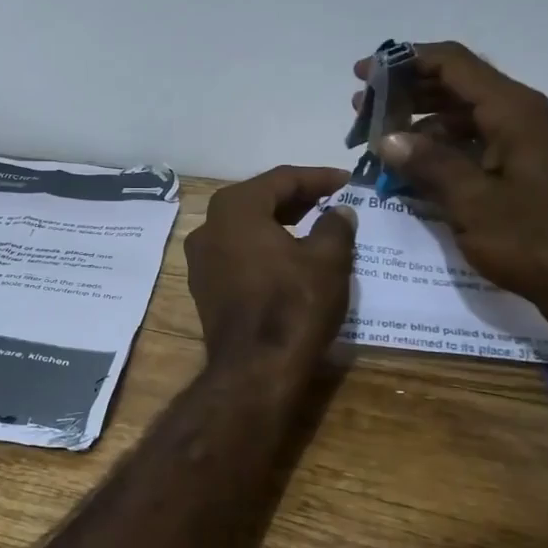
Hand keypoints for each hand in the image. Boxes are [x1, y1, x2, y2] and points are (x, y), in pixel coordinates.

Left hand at [185, 166, 356, 374]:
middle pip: (258, 200)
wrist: (254, 370)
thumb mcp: (328, 260)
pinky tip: (289, 257)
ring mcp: (200, 259)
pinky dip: (263, 248)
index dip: (318, 177)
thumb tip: (339, 211)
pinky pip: (237, 253)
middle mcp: (208, 226)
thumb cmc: (293, 305)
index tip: (347, 180)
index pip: (281, 179)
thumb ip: (335, 226)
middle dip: (296, 198)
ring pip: (245, 228)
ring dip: (279, 223)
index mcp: (234, 208)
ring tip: (314, 225)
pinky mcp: (204, 287)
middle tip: (330, 200)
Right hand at [352, 42, 547, 332]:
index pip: (453, 64)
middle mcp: (522, 116)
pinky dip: (441, 148)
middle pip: (456, 86)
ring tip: (379, 139)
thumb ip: (428, 164)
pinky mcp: (524, 167)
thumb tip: (386, 137)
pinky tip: (412, 166)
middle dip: (406, 92)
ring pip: (463, 116)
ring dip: (420, 122)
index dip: (403, 61)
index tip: (362, 74)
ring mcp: (526, 142)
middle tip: (361, 109)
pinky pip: (475, 142)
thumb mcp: (473, 204)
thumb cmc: (534, 241)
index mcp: (514, 112)